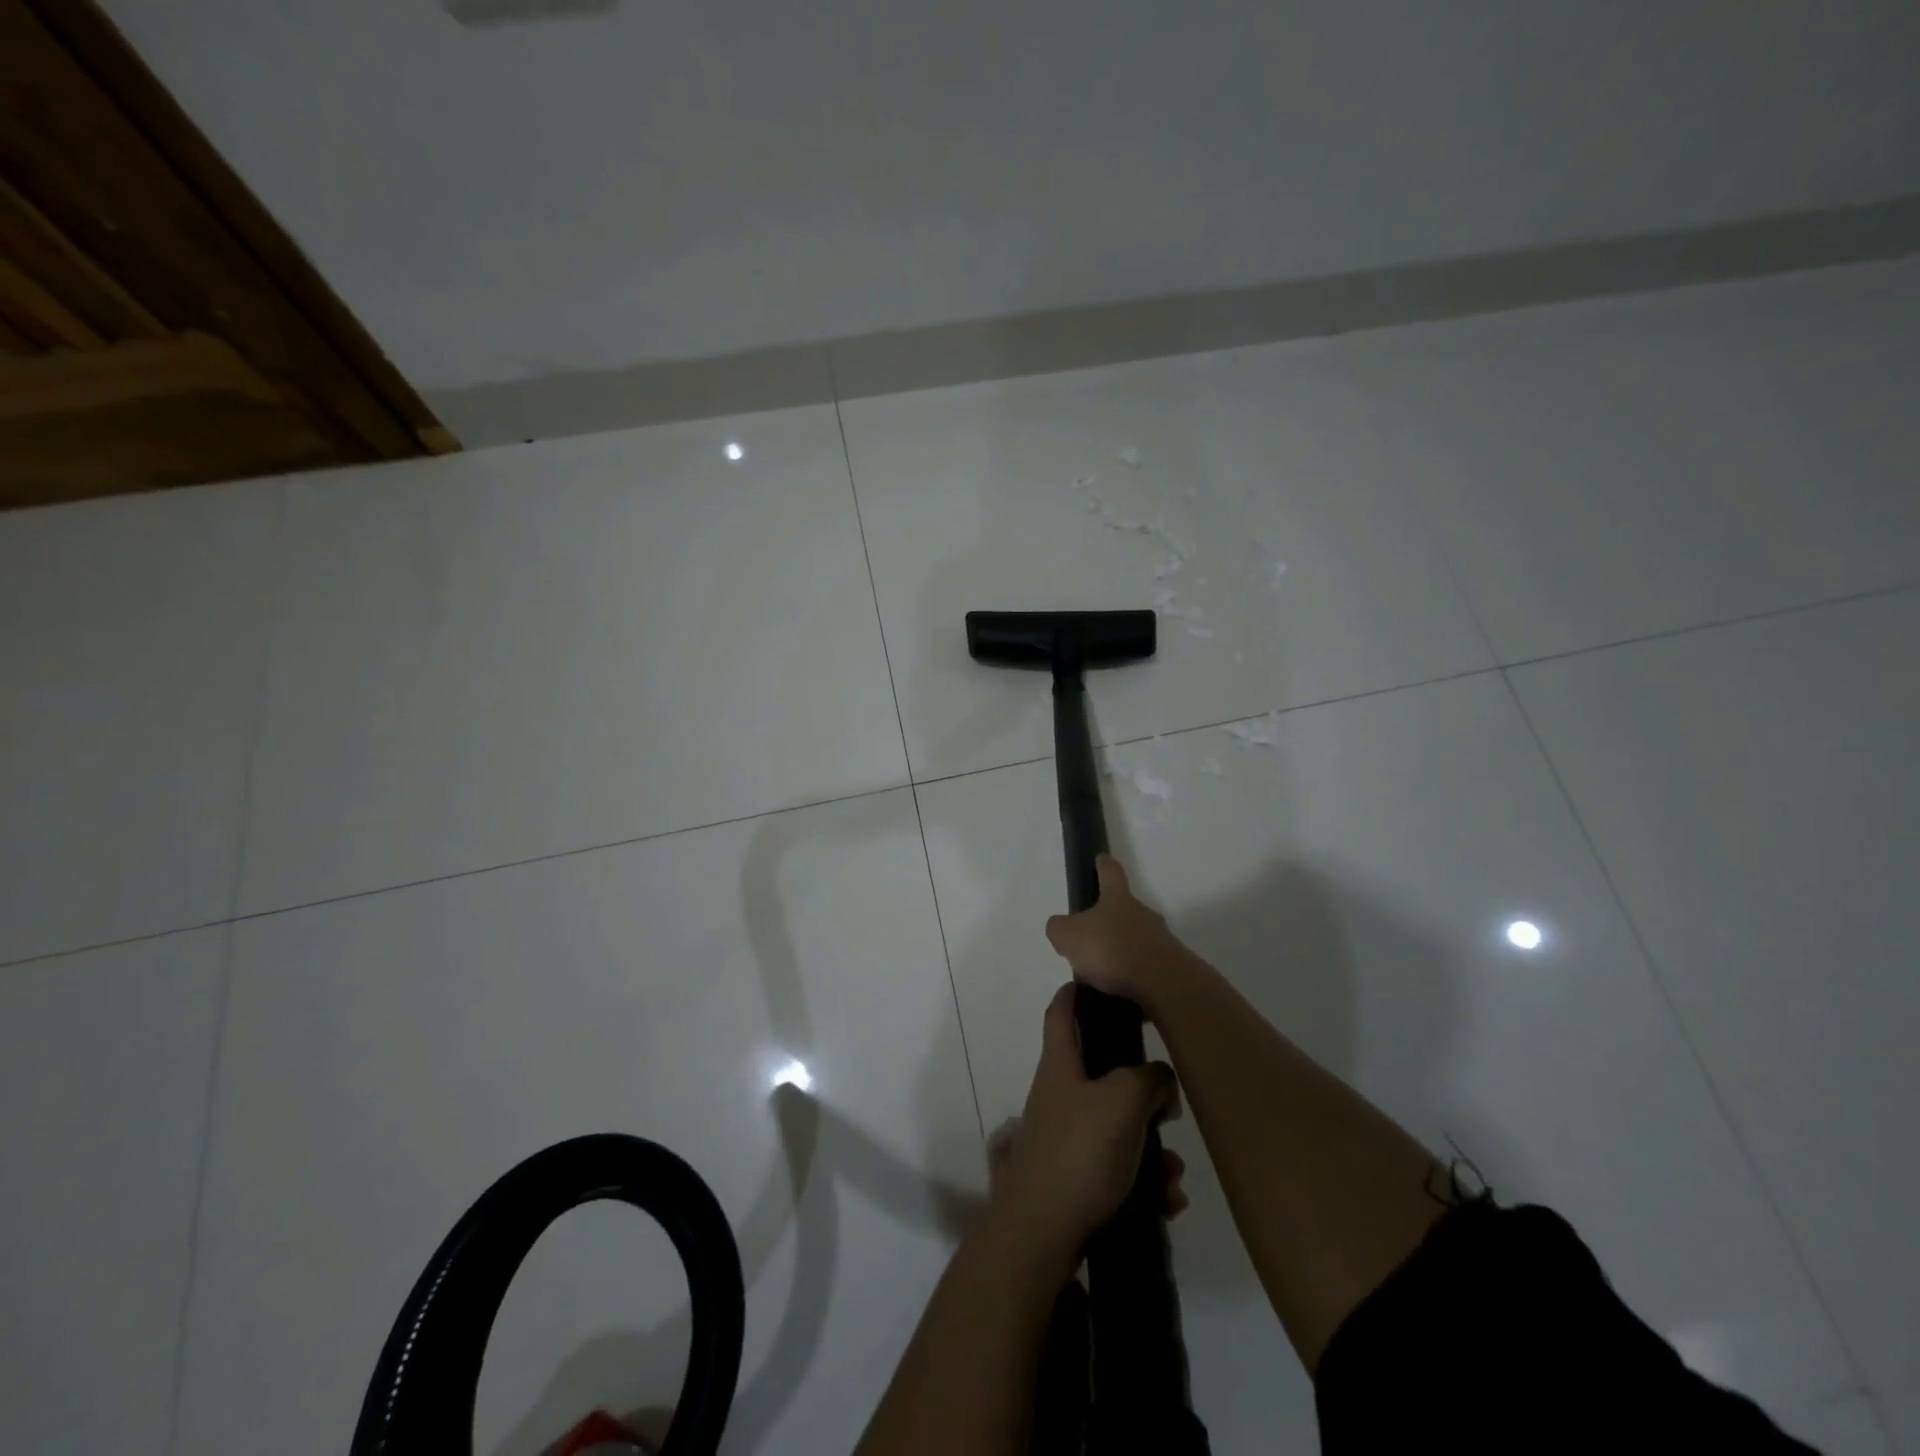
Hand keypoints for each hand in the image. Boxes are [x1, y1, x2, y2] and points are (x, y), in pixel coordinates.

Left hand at [988, 984, 1181, 1261]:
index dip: (1076, 991)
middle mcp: (1060, 1093)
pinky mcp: (1076, 1176)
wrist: (1042, 1234)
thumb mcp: (1123, 1101)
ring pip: (1118, 1125)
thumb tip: (1160, 1080)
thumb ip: (1149, 1078)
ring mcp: (1066, 1135)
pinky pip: (1119, 1166)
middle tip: (1169, 1103)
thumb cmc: (1079, 1152)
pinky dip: (1145, 1179)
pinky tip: (1167, 1200)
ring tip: (1174, 1174)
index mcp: (1061, 1064)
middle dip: (1142, 1088)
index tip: (1099, 981)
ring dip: (1152, 1146)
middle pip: (1102, 1072)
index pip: (1062, 1011)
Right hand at [1044, 856, 1193, 1008]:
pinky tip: (1116, 996)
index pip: (1110, 872)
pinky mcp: (1170, 969)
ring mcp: (1160, 941)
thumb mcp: (1069, 936)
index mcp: (1117, 899)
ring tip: (1098, 979)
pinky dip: (1130, 979)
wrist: (1163, 986)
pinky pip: (1144, 969)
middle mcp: (1142, 914)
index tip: (1100, 858)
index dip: (1103, 864)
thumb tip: (1062, 929)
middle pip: (1122, 910)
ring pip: (1133, 942)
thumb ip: (1059, 929)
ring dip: (1118, 955)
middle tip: (1087, 942)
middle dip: (1106, 923)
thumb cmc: (1112, 950)